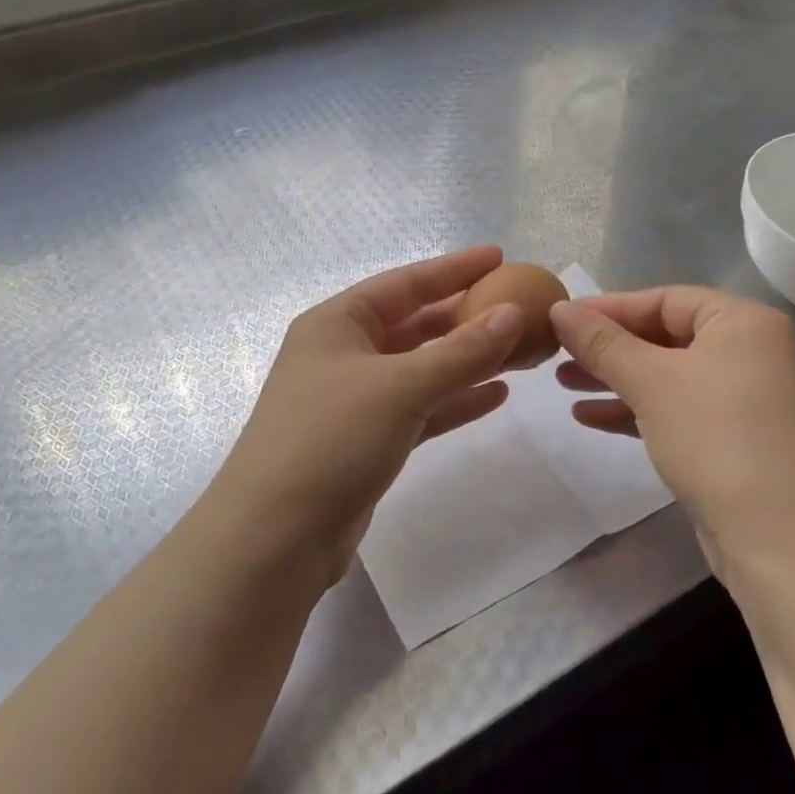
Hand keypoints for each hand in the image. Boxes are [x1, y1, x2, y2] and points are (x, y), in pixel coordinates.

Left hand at [203, 247, 524, 585]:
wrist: (275, 536)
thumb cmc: (331, 440)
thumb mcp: (400, 386)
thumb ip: (461, 351)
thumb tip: (512, 314)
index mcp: (337, 323)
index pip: (405, 283)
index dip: (453, 268)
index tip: (499, 256)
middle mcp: (344, 354)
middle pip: (415, 324)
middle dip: (466, 316)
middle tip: (519, 308)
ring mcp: (355, 400)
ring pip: (422, 368)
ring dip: (468, 360)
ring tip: (519, 350)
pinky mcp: (367, 441)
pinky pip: (421, 409)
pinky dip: (455, 401)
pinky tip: (496, 395)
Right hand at [550, 287, 794, 569]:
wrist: (779, 539)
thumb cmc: (715, 439)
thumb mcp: (651, 382)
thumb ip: (602, 342)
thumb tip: (560, 308)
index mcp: (742, 323)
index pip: (665, 299)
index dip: (609, 308)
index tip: (560, 320)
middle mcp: (750, 352)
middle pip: (665, 336)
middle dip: (608, 347)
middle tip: (557, 354)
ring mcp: (744, 398)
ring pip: (666, 375)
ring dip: (615, 378)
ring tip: (564, 384)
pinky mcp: (733, 439)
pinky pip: (675, 409)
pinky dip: (635, 409)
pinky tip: (589, 418)